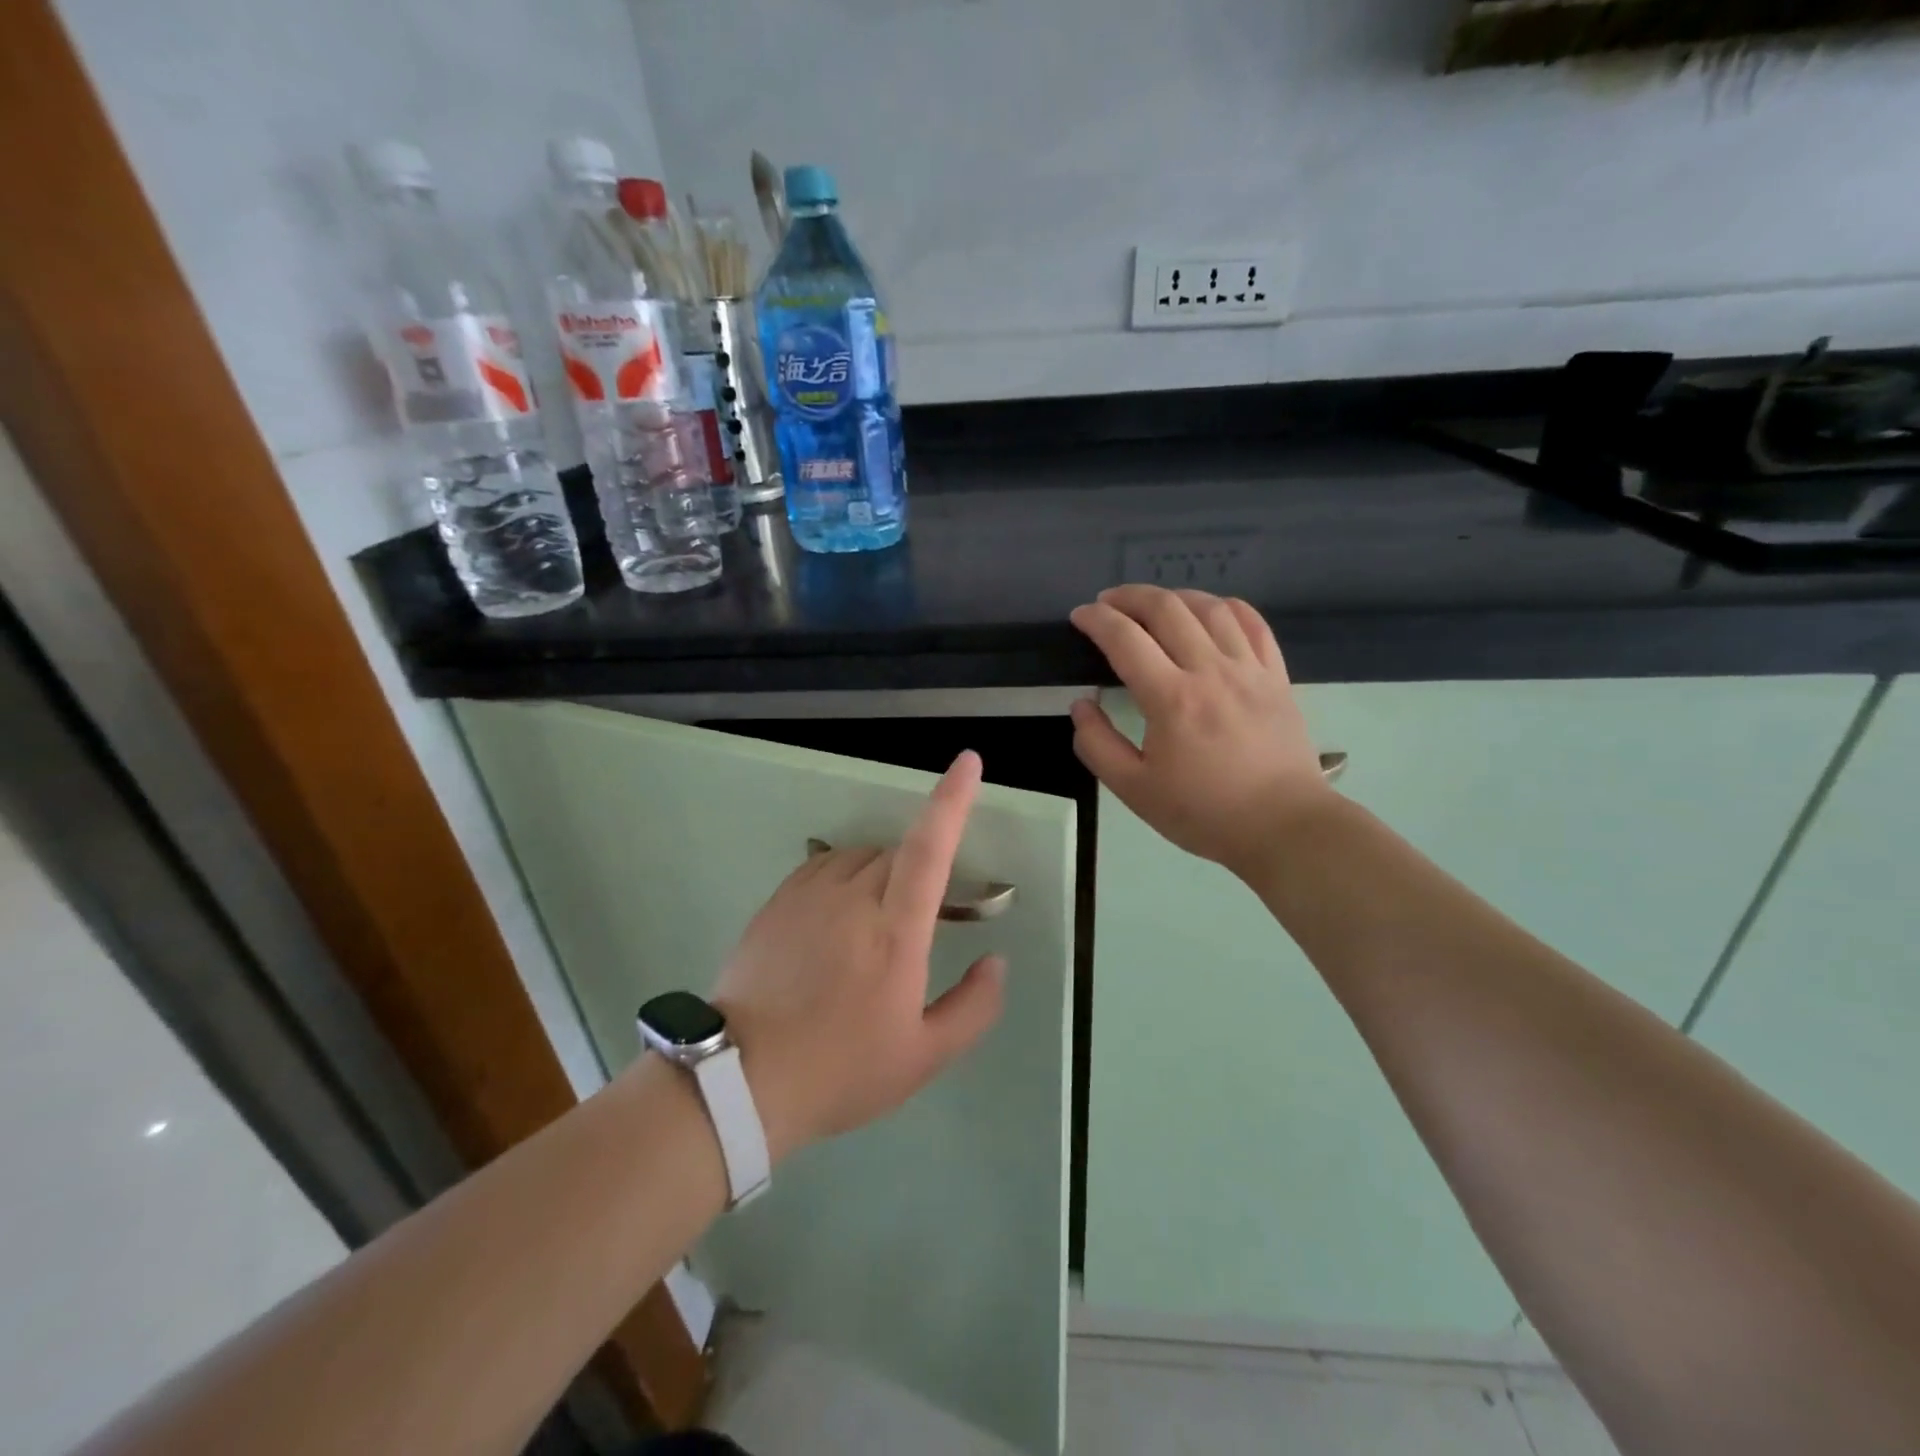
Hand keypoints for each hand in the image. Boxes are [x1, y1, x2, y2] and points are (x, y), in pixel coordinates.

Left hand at [707, 752, 1006, 1162]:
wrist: (742, 1081)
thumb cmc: (841, 1069)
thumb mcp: (923, 1057)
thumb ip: (973, 1007)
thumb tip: (996, 961)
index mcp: (895, 930)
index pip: (930, 847)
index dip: (952, 800)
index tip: (968, 762)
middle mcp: (853, 897)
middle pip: (898, 853)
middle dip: (919, 873)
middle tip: (916, 925)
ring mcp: (809, 895)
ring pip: (861, 857)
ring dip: (881, 874)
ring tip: (875, 924)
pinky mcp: (778, 902)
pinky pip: (823, 865)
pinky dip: (844, 875)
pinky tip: (838, 913)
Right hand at [1069, 585, 1331, 876]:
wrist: (1283, 827)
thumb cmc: (1204, 812)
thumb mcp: (1135, 790)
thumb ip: (1097, 745)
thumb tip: (1081, 705)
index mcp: (1171, 699)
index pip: (1126, 639)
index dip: (1096, 620)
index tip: (1079, 616)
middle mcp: (1210, 671)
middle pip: (1167, 609)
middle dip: (1129, 596)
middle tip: (1108, 603)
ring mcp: (1249, 670)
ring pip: (1210, 608)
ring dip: (1175, 596)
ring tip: (1153, 603)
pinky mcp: (1276, 677)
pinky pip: (1254, 624)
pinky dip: (1227, 607)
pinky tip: (1211, 611)